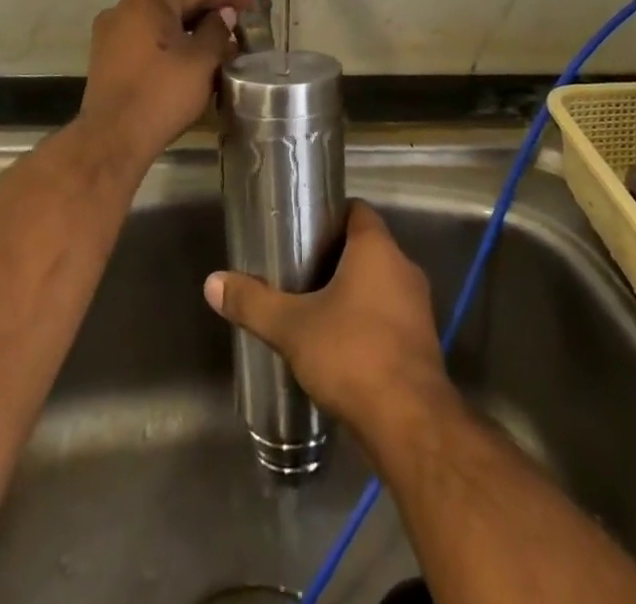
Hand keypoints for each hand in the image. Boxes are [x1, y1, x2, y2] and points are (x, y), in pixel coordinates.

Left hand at [77, 0, 251, 157]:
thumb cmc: (161, 93)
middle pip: (177, 4)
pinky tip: (193, 63)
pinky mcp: (107, 59)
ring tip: (222, 49)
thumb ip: (217, 29)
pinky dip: (172, 47)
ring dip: (192, 34)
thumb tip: (224, 14)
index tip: (253, 4)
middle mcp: (124, 8)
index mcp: (147, 0)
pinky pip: (148, 42)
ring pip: (162, 25)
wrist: (112, 140)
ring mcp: (111, 34)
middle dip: (210, 16)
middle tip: (241, 28)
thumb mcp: (201, 60)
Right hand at [203, 202, 451, 433]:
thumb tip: (213, 282)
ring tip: (315, 306)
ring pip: (380, 283)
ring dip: (353, 291)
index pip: (357, 210)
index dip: (330, 214)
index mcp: (377, 249)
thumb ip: (253, 302)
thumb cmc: (352, 355)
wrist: (411, 424)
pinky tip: (341, 344)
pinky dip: (368, 321)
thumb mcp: (292, 327)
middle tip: (298, 269)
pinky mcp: (423, 343)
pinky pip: (390, 316)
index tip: (302, 228)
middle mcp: (403, 268)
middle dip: (335, 256)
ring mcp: (418, 307)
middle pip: (367, 247)